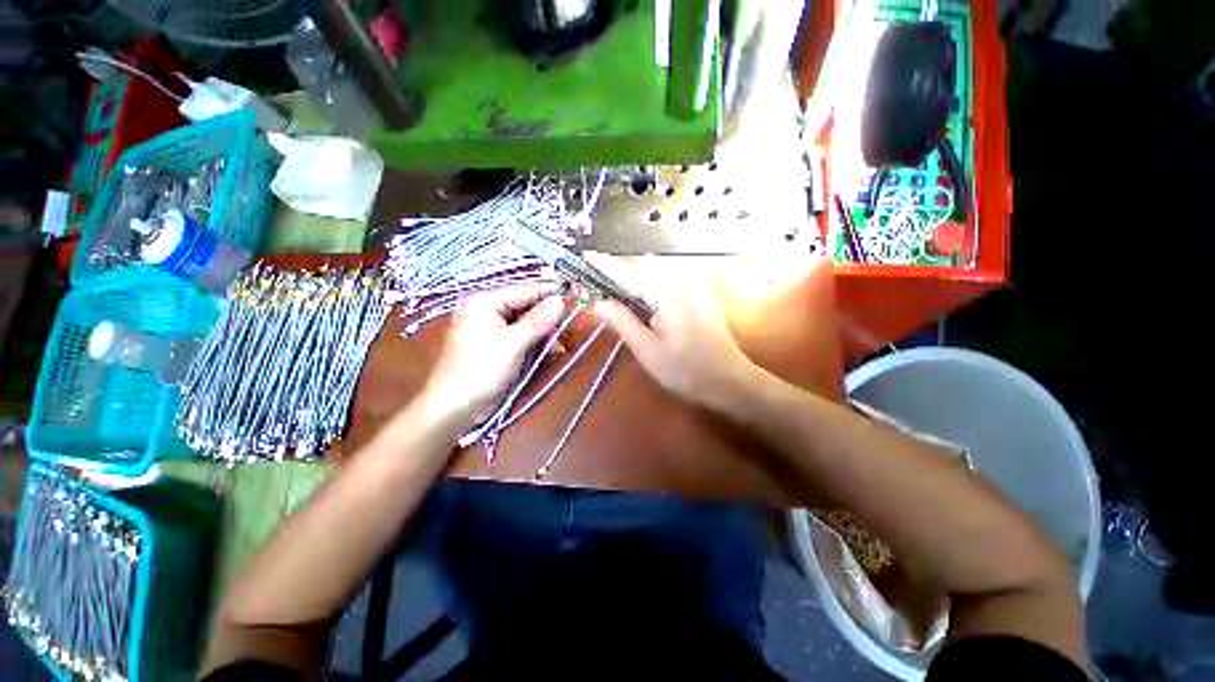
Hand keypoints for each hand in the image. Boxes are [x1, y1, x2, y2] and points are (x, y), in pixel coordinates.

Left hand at [422, 284, 565, 429]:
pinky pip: (521, 336)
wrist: (454, 409)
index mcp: (484, 303)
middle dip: (549, 314)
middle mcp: (487, 311)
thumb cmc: (479, 372)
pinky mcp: (497, 346)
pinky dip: (536, 341)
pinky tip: (550, 348)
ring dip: (545, 330)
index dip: (550, 292)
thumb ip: (537, 321)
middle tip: (573, 320)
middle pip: (526, 305)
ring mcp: (491, 329)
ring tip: (563, 338)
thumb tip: (560, 300)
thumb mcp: (512, 344)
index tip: (576, 293)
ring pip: (526, 322)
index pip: (524, 290)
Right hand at [586, 253, 756, 410]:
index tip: (587, 255)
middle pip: (644, 269)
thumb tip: (599, 303)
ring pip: (658, 273)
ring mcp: (695, 288)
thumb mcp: (647, 351)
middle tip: (600, 284)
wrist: (730, 381)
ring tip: (618, 291)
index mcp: (667, 295)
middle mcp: (682, 284)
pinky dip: (651, 284)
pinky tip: (645, 299)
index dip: (606, 266)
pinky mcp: (701, 296)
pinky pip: (670, 281)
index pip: (629, 275)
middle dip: (621, 272)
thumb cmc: (686, 371)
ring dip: (636, 278)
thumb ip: (622, 322)